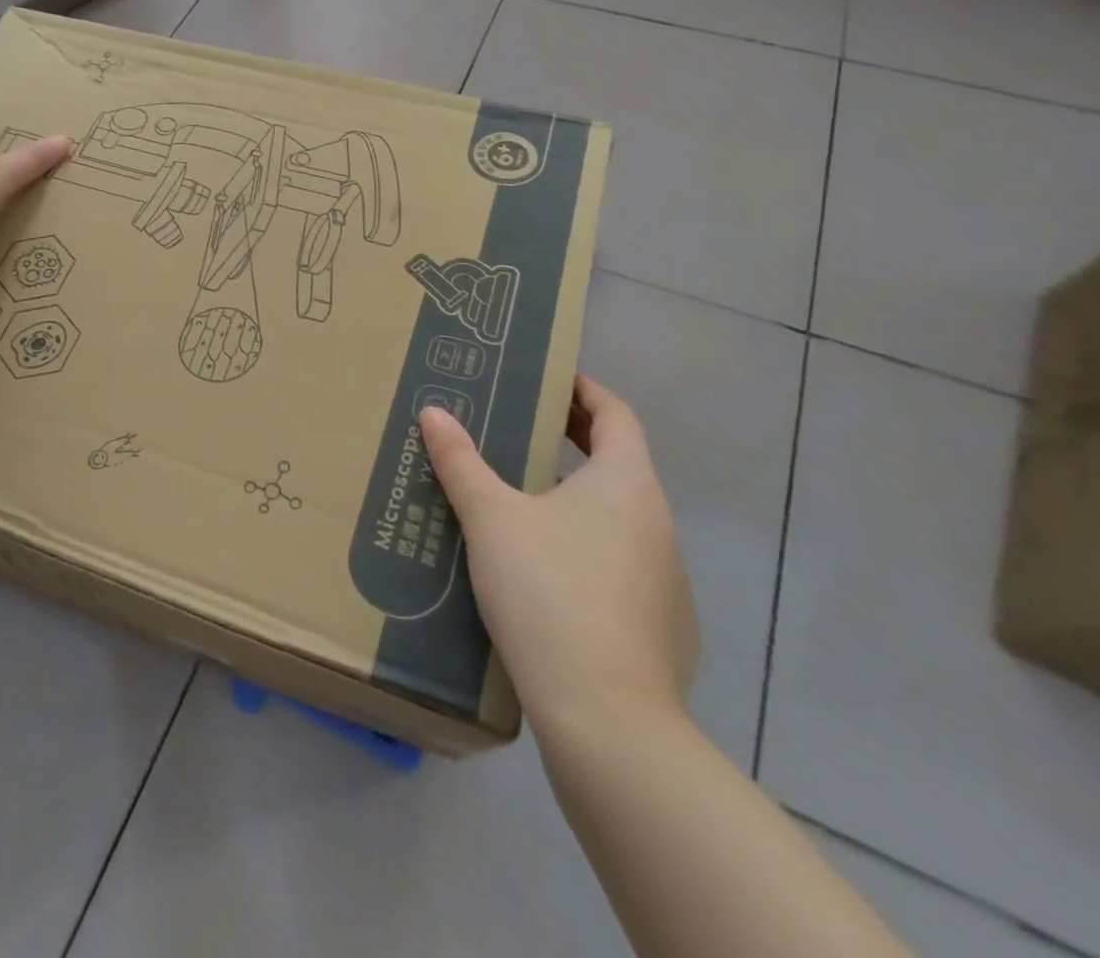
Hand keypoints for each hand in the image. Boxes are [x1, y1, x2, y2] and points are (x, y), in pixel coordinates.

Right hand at [420, 375, 697, 732]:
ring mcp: (666, 580)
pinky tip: (541, 573)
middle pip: (617, 463)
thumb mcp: (492, 519)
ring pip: (616, 517)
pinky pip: (617, 565)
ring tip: (518, 498)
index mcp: (627, 484)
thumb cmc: (549, 593)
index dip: (583, 389)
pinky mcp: (660, 629)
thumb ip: (461, 462)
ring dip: (574, 497)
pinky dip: (584, 548)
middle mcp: (656, 523)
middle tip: (521, 425)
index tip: (548, 378)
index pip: (615, 414)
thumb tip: (434, 412)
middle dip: (572, 439)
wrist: (607, 721)